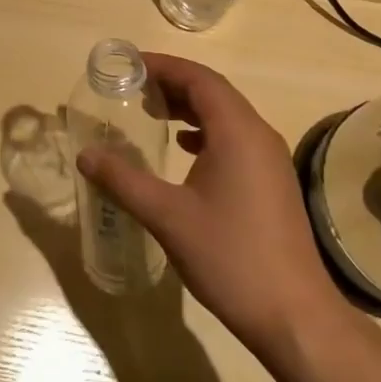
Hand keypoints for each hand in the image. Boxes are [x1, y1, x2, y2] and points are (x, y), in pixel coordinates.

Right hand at [75, 54, 350, 362]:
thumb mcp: (167, 217)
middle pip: (214, 91)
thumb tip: (85, 155)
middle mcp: (258, 133)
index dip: (163, 66)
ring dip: (190, 106)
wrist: (295, 316)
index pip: (198, 78)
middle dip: (174, 83)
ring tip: (153, 112)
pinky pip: (236, 137)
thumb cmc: (230, 257)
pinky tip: (185, 150)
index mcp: (236, 130)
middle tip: (134, 87)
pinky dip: (206, 131)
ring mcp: (270, 158)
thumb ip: (124, 181)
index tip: (130, 65)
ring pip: (226, 114)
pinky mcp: (273, 181)